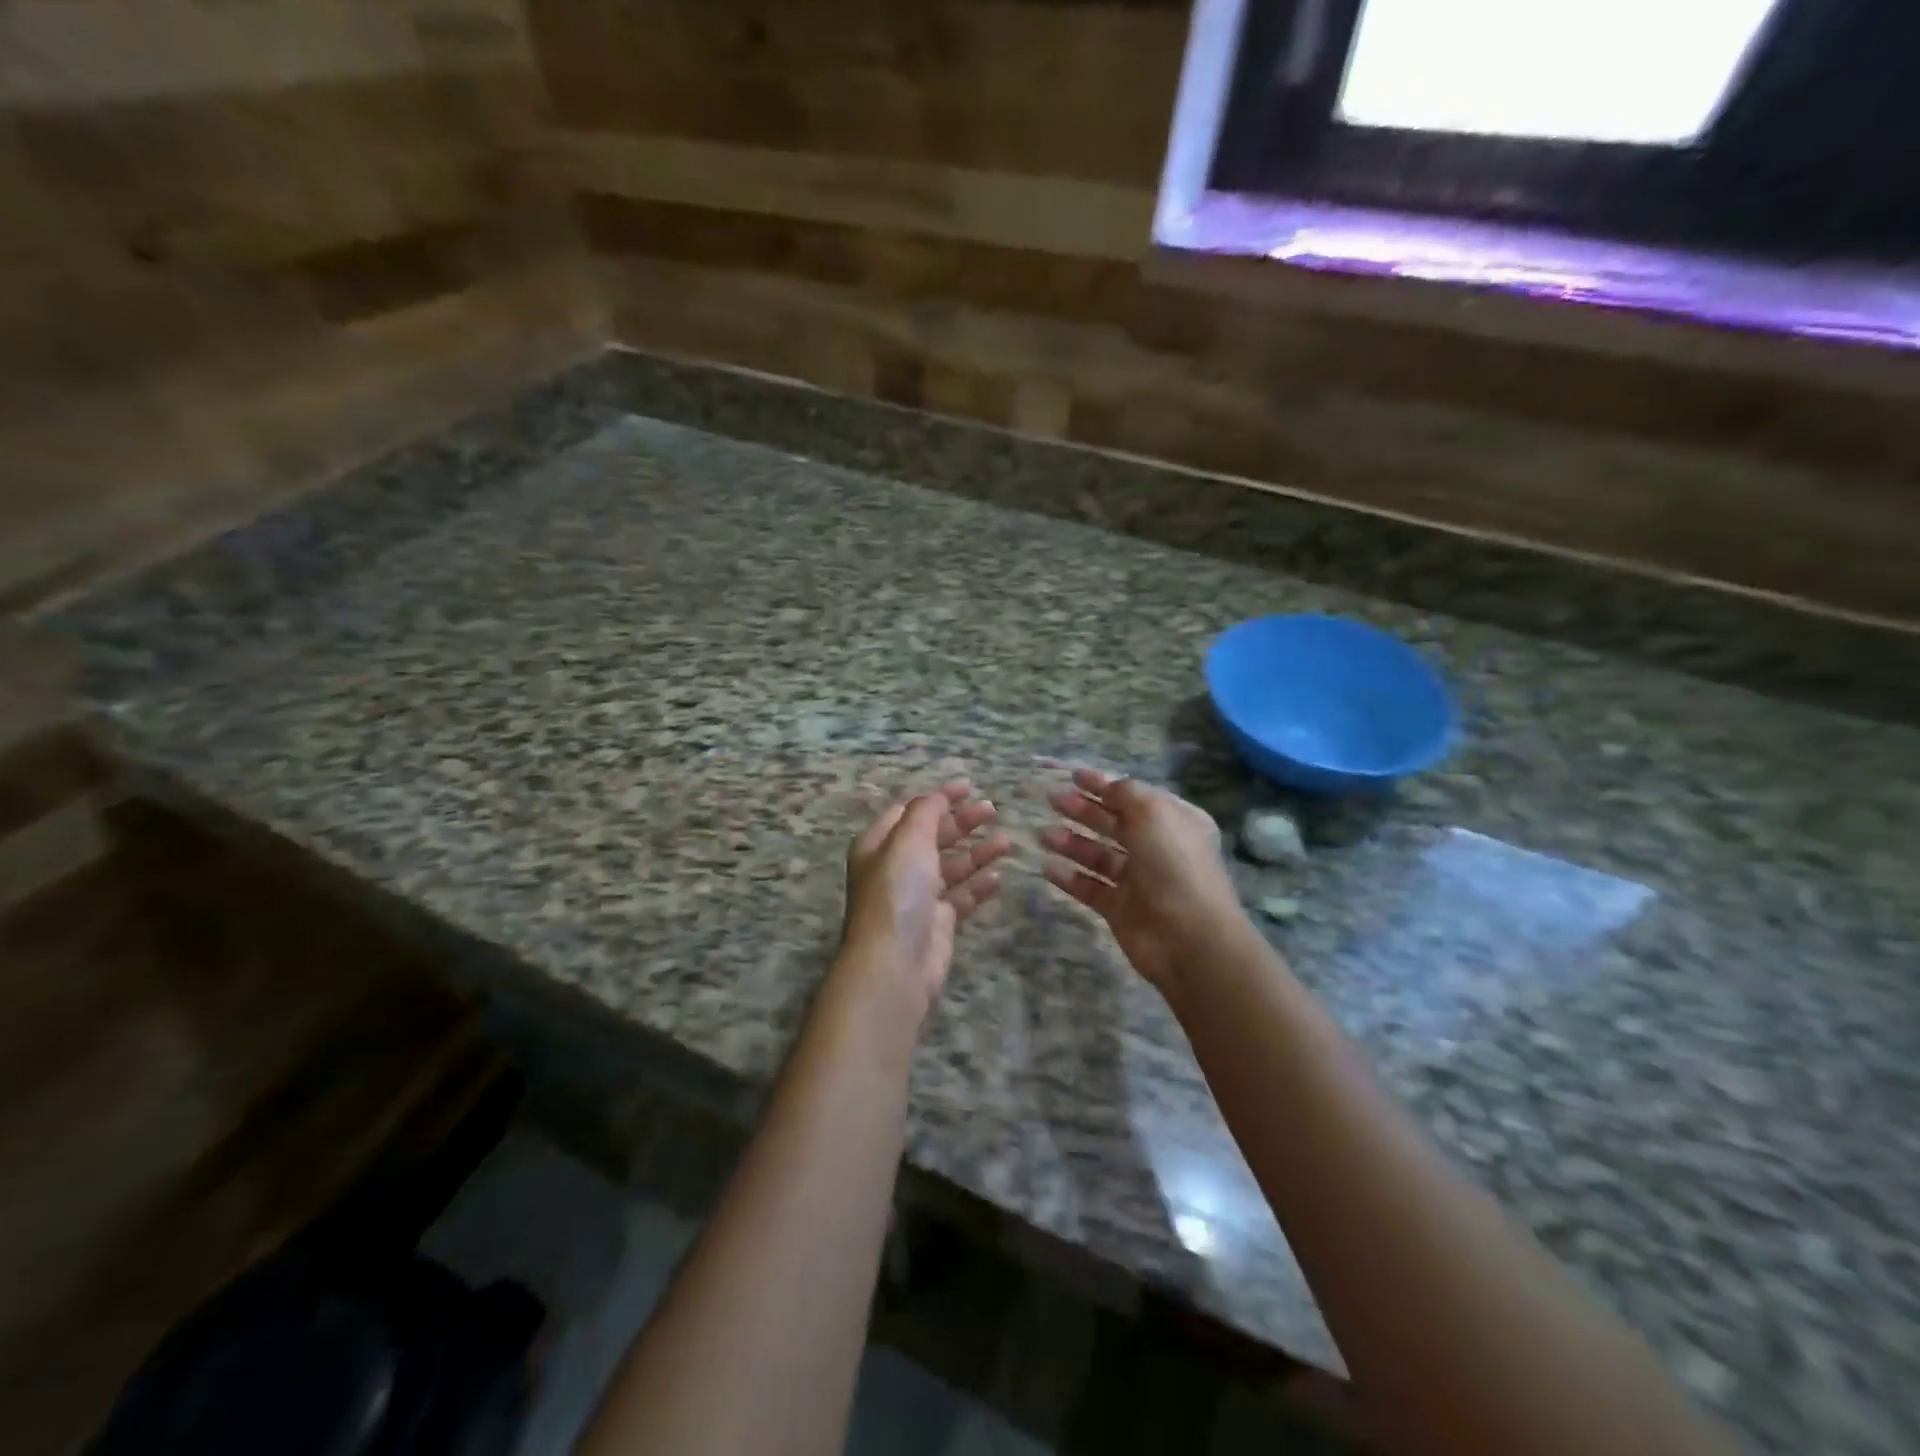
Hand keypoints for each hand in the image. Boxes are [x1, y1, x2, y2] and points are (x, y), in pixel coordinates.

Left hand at [838, 781, 1011, 1023]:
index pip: (910, 811)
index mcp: (879, 844)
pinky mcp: (937, 922)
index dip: (938, 797)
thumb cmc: (897, 892)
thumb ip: (926, 812)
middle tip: (993, 810)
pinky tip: (1000, 876)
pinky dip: (979, 885)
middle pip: (933, 836)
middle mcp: (896, 867)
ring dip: (977, 851)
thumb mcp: (908, 839)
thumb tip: (938, 796)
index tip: (970, 787)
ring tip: (1007, 841)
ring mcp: (918, 896)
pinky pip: (962, 896)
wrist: (895, 963)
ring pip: (952, 866)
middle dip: (962, 822)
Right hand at [1040, 767, 1247, 995]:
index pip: (1134, 797)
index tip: (1073, 776)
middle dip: (1083, 810)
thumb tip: (1108, 785)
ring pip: (1099, 855)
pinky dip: (1069, 877)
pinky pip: (1090, 887)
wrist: (1189, 938)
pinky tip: (1046, 867)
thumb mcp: (1153, 813)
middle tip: (1052, 800)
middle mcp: (1157, 848)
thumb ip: (1126, 793)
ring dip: (1071, 842)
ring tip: (1043, 835)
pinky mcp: (1121, 909)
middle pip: (1114, 823)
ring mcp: (1139, 880)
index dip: (1104, 785)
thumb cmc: (1174, 864)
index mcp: (1173, 821)